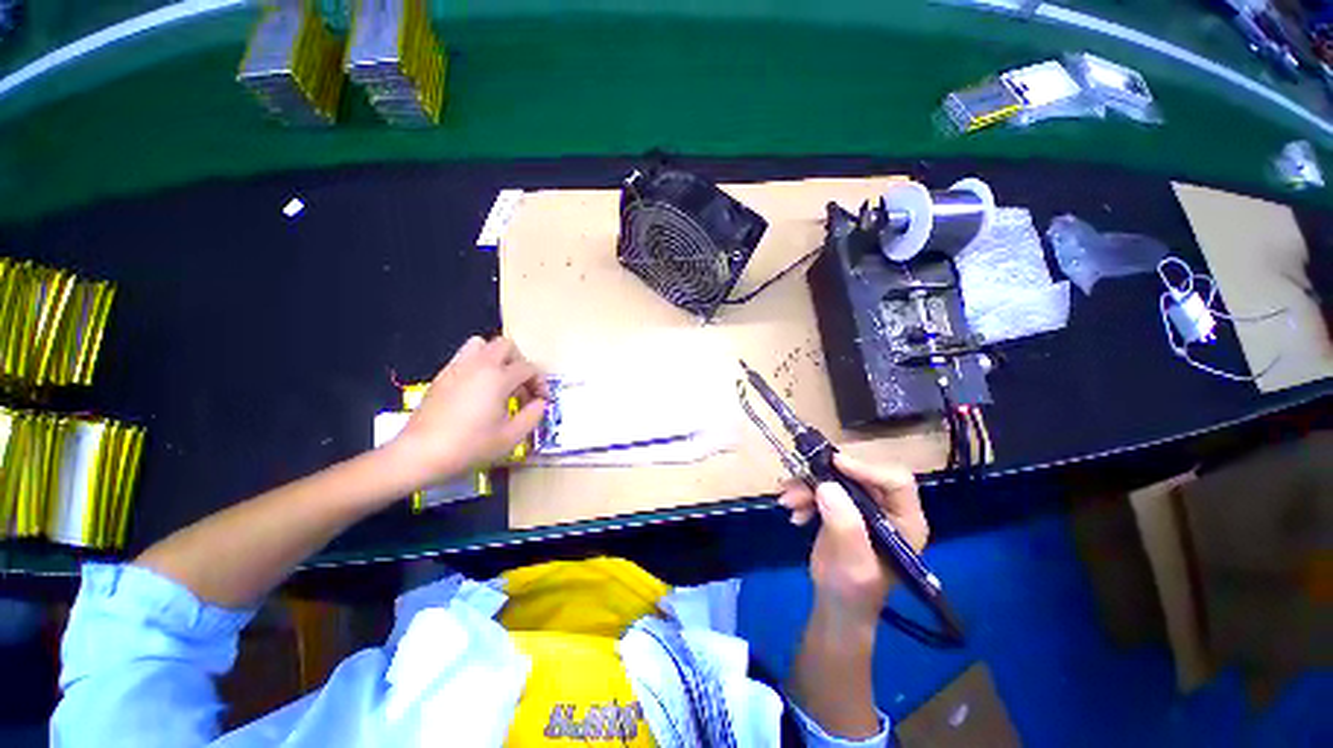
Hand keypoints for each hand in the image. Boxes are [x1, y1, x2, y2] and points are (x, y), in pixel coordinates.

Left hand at [388, 336, 548, 488]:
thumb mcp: (511, 437)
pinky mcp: (442, 375)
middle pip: (506, 346)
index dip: (540, 383)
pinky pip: (465, 357)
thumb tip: (540, 403)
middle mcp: (479, 365)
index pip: (528, 368)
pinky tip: (478, 390)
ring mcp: (457, 367)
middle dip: (520, 363)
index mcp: (498, 378)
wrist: (420, 454)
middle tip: (521, 386)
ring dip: (496, 358)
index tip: (542, 400)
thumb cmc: (470, 446)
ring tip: (499, 382)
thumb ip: (533, 415)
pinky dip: (478, 365)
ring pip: (482, 345)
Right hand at [778, 454, 926, 623]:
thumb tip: (826, 486)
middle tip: (797, 487)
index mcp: (905, 521)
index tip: (834, 464)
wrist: (835, 605)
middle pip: (859, 475)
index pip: (895, 481)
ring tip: (788, 502)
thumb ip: (846, 527)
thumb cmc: (853, 592)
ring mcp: (862, 505)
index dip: (866, 469)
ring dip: (807, 486)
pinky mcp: (841, 506)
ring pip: (835, 479)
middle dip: (825, 477)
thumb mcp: (853, 564)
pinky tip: (794, 512)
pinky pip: (821, 487)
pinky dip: (804, 494)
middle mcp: (887, 507)